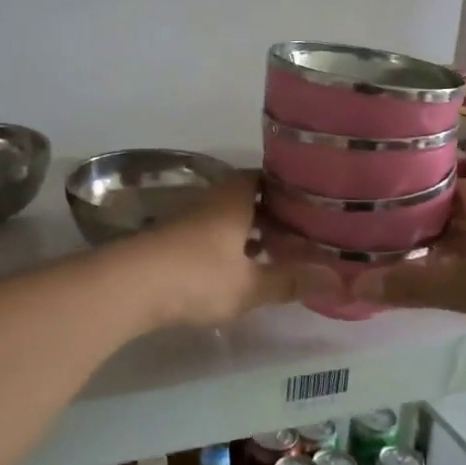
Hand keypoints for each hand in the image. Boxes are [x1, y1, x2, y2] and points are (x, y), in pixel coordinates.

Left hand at [119, 173, 333, 329]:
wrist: (129, 287)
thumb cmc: (197, 276)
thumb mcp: (249, 284)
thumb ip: (290, 281)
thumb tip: (337, 280)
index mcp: (234, 199)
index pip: (265, 178)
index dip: (288, 187)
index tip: (312, 200)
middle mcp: (211, 202)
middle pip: (246, 199)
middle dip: (272, 215)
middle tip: (301, 233)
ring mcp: (187, 222)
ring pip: (227, 220)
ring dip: (249, 233)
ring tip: (276, 254)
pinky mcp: (170, 243)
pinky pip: (210, 237)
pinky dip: (228, 248)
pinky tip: (238, 270)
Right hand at [354, 179, 465, 350]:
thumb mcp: (462, 289)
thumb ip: (410, 287)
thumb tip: (357, 285)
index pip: (434, 188)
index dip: (407, 203)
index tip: (381, 222)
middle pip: (455, 219)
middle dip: (429, 243)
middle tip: (397, 259)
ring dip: (458, 267)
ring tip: (432, 290)